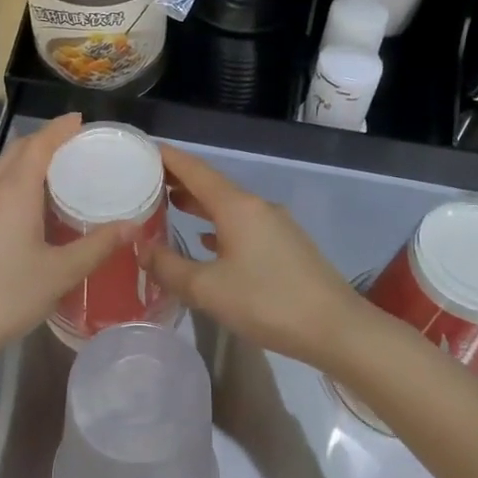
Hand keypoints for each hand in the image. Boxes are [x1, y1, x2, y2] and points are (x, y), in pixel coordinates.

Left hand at [0, 115, 129, 380]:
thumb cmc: (6, 296)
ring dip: (28, 161)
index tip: (81, 120)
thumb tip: (132, 226)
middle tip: (77, 147)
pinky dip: (16, 182)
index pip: (39, 144)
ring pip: (2, 169)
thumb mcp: (60, 273)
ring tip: (59, 173)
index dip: (60, 129)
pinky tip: (31, 207)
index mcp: (14, 191)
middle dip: (45, 141)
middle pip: (18, 151)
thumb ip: (97, 246)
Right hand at [143, 145, 370, 364]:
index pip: (195, 170)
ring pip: (228, 205)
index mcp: (237, 207)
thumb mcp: (207, 289)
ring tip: (169, 205)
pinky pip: (242, 224)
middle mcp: (257, 207)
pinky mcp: (285, 245)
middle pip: (212, 184)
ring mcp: (275, 225)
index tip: (142, 149)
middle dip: (179, 180)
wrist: (336, 328)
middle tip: (144, 180)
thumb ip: (169, 267)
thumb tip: (141, 248)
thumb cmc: (267, 302)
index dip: (168, 157)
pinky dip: (218, 225)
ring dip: (199, 203)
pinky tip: (205, 240)